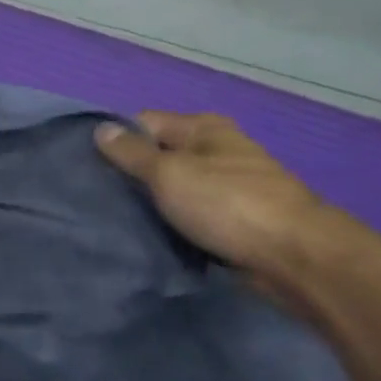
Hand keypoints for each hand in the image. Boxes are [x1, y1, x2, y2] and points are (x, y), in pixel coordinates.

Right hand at [94, 113, 330, 280]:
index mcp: (203, 128)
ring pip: (174, 190)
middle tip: (95, 196)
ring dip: (151, 204)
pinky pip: (190, 216)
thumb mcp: (169, 173)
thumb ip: (132, 153)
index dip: (115, 140)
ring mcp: (227, 186)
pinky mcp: (233, 220)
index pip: (143, 123)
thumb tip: (100, 129)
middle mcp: (216, 150)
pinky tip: (149, 236)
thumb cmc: (228, 204)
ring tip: (115, 219)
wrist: (295, 257)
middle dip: (130, 175)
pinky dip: (172, 224)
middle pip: (159, 156)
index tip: (85, 166)